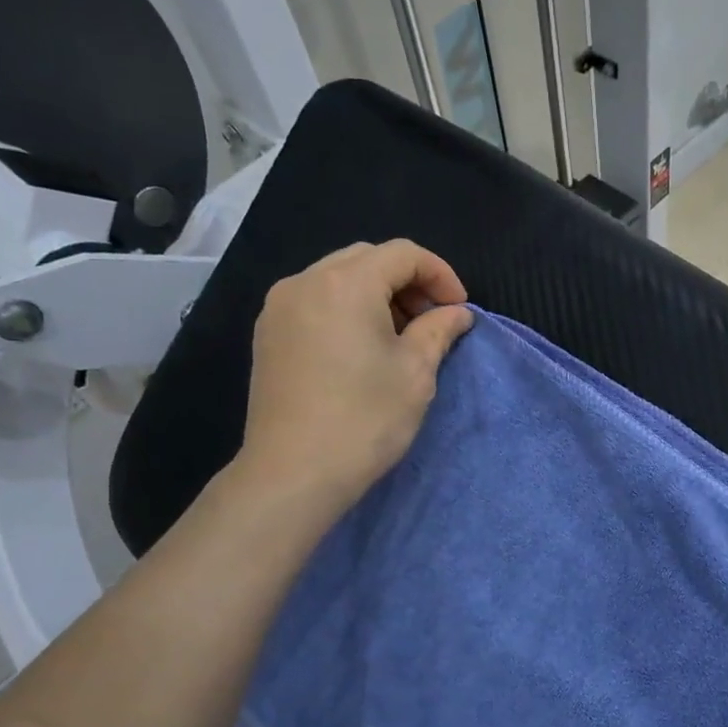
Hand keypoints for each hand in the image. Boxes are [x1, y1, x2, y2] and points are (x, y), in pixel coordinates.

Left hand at [233, 240, 473, 515]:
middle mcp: (305, 281)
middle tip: (432, 321)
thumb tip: (457, 313)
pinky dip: (347, 310)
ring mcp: (279, 307)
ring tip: (400, 337)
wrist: (294, 472)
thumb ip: (439, 331)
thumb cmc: (364, 419)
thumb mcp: (415, 373)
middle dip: (408, 282)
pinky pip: (316, 301)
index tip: (459, 311)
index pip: (403, 254)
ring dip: (377, 295)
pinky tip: (363, 347)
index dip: (440, 275)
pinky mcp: (268, 334)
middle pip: (368, 259)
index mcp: (346, 283)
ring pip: (338, 278)